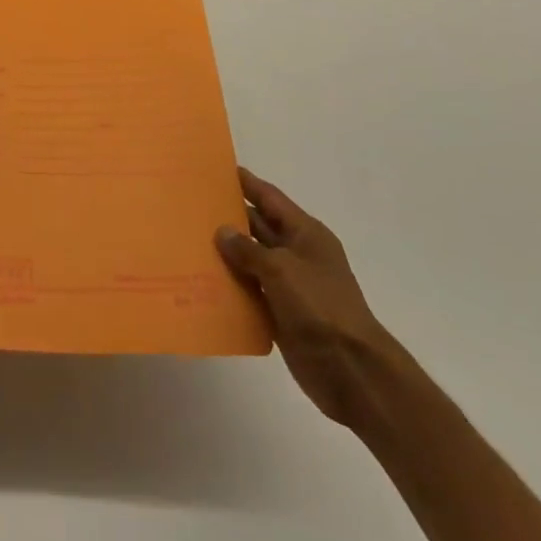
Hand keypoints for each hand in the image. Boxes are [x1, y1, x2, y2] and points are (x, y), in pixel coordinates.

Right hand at [216, 166, 400, 426]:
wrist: (352, 371)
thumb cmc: (320, 307)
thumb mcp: (281, 269)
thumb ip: (248, 249)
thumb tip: (222, 231)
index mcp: (305, 234)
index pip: (270, 198)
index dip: (246, 183)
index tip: (216, 169)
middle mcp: (297, 253)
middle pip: (258, 227)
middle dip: (229, 216)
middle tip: (192, 204)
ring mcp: (289, 285)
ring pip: (250, 259)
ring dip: (226, 252)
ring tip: (188, 239)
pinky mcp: (280, 312)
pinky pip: (250, 290)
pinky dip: (231, 285)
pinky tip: (202, 280)